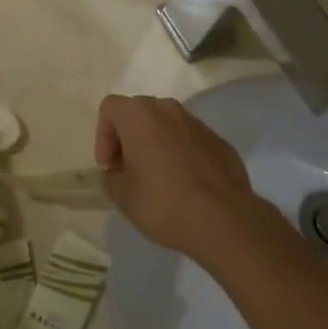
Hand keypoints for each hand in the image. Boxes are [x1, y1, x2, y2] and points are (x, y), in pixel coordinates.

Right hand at [95, 95, 268, 263]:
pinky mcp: (219, 141)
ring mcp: (197, 123)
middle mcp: (167, 109)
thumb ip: (112, 177)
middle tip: (129, 171)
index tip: (111, 167)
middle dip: (129, 138)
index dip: (103, 136)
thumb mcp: (123, 197)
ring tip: (159, 179)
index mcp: (139, 115)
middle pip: (139, 113)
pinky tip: (186, 185)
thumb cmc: (163, 203)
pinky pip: (190, 140)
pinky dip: (182, 154)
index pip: (110, 108)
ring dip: (156, 144)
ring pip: (167, 125)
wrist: (224, 220)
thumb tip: (117, 172)